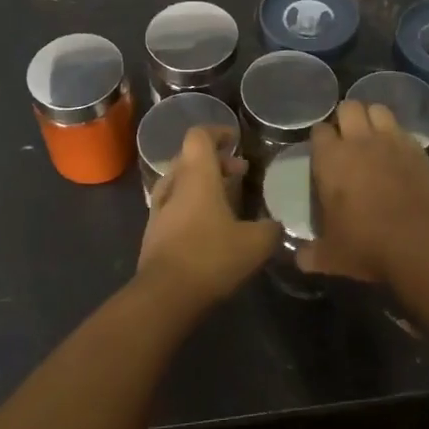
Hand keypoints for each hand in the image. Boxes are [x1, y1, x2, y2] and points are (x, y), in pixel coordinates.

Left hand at [137, 126, 278, 305]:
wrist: (164, 296)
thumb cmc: (211, 257)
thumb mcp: (255, 244)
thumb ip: (270, 229)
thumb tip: (275, 225)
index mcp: (197, 176)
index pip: (199, 136)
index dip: (217, 132)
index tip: (235, 140)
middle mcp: (174, 185)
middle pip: (190, 158)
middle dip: (215, 161)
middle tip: (240, 173)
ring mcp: (159, 210)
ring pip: (180, 182)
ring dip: (202, 184)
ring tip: (226, 199)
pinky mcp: (153, 233)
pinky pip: (173, 206)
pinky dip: (191, 205)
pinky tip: (209, 226)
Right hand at [302, 100, 428, 281]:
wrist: (419, 242)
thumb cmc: (366, 245)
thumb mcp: (331, 256)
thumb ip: (310, 254)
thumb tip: (299, 258)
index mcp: (330, 159)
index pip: (319, 130)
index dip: (321, 139)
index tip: (323, 153)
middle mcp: (358, 141)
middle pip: (348, 107)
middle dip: (346, 118)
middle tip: (347, 139)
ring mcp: (390, 141)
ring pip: (377, 109)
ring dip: (372, 118)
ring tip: (372, 136)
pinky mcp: (417, 148)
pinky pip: (402, 129)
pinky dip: (397, 135)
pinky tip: (397, 152)